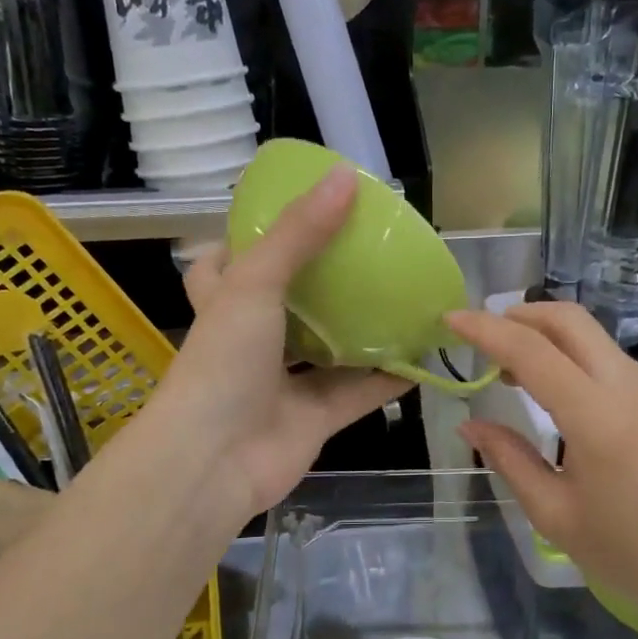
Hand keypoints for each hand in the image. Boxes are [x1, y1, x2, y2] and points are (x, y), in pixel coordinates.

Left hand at [151, 164, 409, 521]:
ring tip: (401, 296)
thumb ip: (301, 233)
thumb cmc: (223, 362)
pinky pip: (358, 391)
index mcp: (224, 305)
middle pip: (287, 304)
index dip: (246, 241)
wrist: (215, 462)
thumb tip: (346, 176)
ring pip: (328, 348)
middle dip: (321, 282)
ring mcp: (283, 382)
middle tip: (364, 251)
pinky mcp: (315, 418)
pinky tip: (422, 355)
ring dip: (360, 329)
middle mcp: (252, 341)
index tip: (287, 218)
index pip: (223, 265)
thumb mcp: (255, 282)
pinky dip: (388, 377)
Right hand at [449, 303, 637, 627]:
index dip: (486, 329)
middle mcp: (629, 389)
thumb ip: (509, 459)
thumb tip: (470, 425)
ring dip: (548, 336)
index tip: (451, 319)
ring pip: (593, 337)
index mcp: (598, 418)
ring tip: (512, 368)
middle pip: (570, 321)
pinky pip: (611, 361)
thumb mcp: (554, 514)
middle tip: (483, 335)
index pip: (533, 351)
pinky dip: (574, 357)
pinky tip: (558, 391)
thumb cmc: (628, 554)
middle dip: (521, 315)